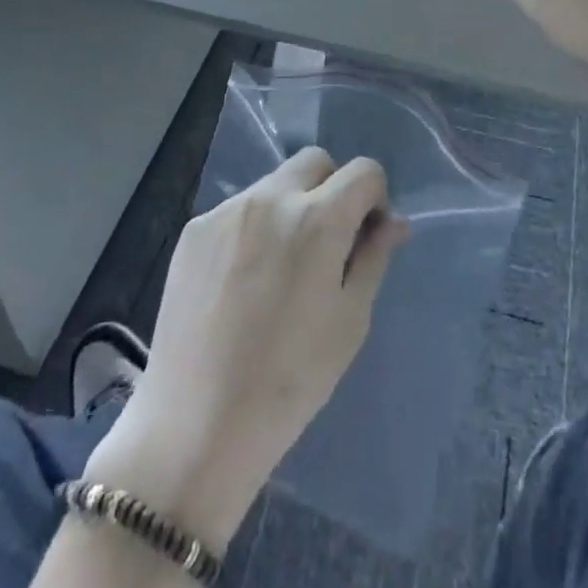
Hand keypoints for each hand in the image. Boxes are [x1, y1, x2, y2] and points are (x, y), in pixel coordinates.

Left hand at [85, 149, 407, 545]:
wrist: (196, 424)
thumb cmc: (289, 381)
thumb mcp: (350, 322)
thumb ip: (374, 258)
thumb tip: (393, 221)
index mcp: (317, 219)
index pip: (364, 170)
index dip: (374, 197)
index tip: (366, 234)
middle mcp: (271, 198)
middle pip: (316, 162)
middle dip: (333, 188)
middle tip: (327, 243)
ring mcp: (227, 210)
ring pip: (275, 184)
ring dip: (291, 207)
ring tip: (280, 268)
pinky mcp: (194, 229)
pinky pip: (238, 210)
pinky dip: (254, 228)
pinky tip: (242, 281)